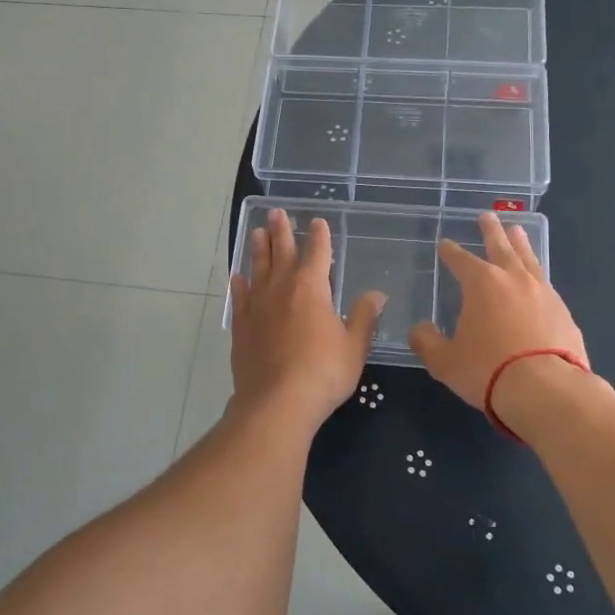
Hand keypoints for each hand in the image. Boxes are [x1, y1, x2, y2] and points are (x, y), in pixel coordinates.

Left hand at [229, 210, 384, 422]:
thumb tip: (376, 294)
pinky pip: (240, 298)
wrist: (277, 402)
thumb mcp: (354, 346)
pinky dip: (240, 285)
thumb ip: (364, 317)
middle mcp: (281, 289)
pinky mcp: (242, 327)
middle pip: (282, 252)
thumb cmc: (323, 372)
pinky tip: (238, 277)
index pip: (318, 253)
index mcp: (312, 288)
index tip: (318, 221)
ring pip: (258, 269)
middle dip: (282, 231)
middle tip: (276, 212)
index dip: (319, 236)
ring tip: (257, 233)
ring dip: (258, 250)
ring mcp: (257, 307)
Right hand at [409, 211, 587, 409]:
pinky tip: (537, 280)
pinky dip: (537, 276)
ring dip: (521, 244)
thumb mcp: (445, 361)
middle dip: (491, 231)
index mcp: (482, 284)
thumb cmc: (488, 370)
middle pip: (501, 246)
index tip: (445, 243)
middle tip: (488, 215)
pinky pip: (546, 285)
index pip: (461, 260)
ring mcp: (544, 293)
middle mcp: (514, 279)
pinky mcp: (564, 313)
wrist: (547, 391)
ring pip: (529, 260)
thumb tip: (419, 330)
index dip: (451, 251)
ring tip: (517, 231)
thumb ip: (427, 342)